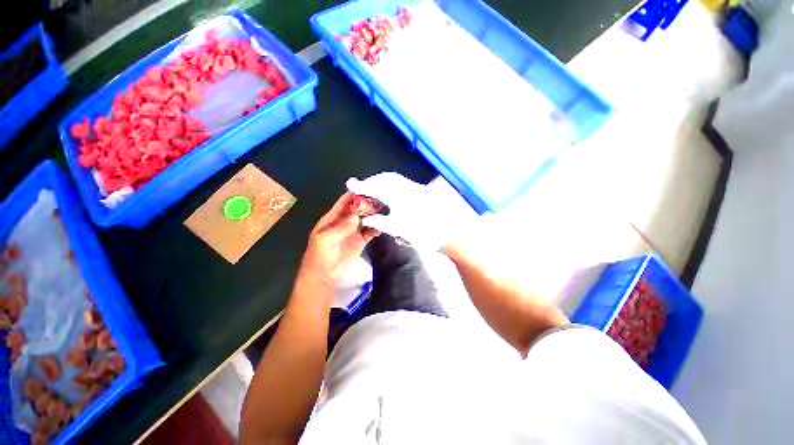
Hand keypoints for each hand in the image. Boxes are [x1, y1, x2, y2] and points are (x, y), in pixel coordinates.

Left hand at [299, 192, 378, 281]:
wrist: (324, 275)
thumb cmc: (319, 255)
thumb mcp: (325, 240)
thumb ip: (340, 228)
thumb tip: (356, 217)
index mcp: (333, 218)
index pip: (344, 202)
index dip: (355, 195)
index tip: (368, 189)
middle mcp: (344, 222)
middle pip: (357, 209)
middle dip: (368, 204)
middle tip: (381, 200)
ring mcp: (353, 231)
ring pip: (365, 219)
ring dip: (373, 215)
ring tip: (384, 212)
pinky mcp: (360, 241)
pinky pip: (370, 232)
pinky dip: (376, 229)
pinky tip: (381, 227)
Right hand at [346, 173, 447, 250]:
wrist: (447, 230)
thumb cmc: (421, 230)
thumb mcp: (396, 228)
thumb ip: (378, 222)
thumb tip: (365, 218)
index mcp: (397, 194)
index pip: (375, 187)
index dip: (361, 185)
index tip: (350, 184)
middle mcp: (405, 186)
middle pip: (383, 179)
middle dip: (370, 182)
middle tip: (361, 188)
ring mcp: (413, 187)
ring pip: (392, 179)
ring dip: (380, 182)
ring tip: (372, 189)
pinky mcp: (419, 190)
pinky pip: (400, 182)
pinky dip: (390, 184)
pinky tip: (388, 192)